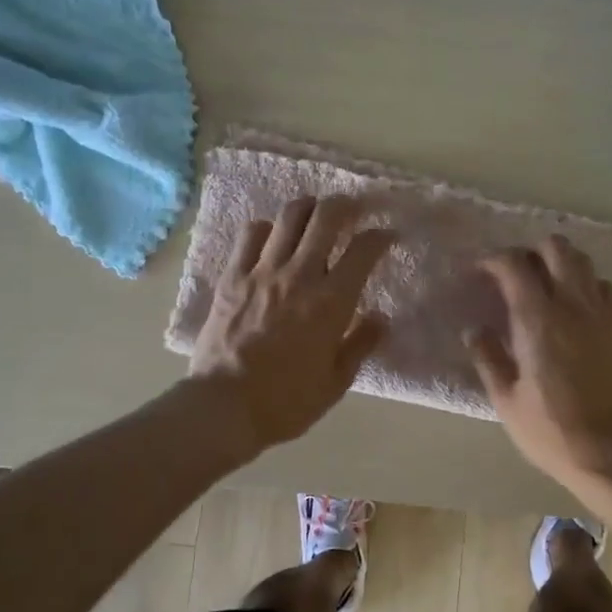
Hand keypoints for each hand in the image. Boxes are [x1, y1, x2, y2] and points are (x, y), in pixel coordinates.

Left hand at [188, 196, 394, 453]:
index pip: (364, 249)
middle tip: (354, 210)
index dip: (381, 236)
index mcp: (332, 301)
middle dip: (346, 205)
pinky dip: (266, 228)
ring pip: (289, 216)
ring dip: (308, 208)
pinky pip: (250, 233)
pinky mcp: (232, 276)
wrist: (224, 406)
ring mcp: (262, 271)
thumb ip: (361, 344)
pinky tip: (272, 238)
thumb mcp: (336, 381)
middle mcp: (300, 275)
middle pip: (327, 217)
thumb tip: (381, 318)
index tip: (386, 237)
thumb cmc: (287, 401)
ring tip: (315, 214)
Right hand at [467, 235, 611, 491]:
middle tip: (514, 274)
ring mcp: (603, 315)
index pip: (514, 265)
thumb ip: (488, 357)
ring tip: (544, 285)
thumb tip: (474, 330)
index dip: (492, 260)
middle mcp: (573, 305)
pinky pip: (605, 288)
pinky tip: (574, 308)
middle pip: (556, 248)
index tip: (479, 272)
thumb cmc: (550, 431)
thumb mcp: (506, 400)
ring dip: (561, 263)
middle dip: (530, 251)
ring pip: (584, 262)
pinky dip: (586, 285)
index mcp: (538, 319)